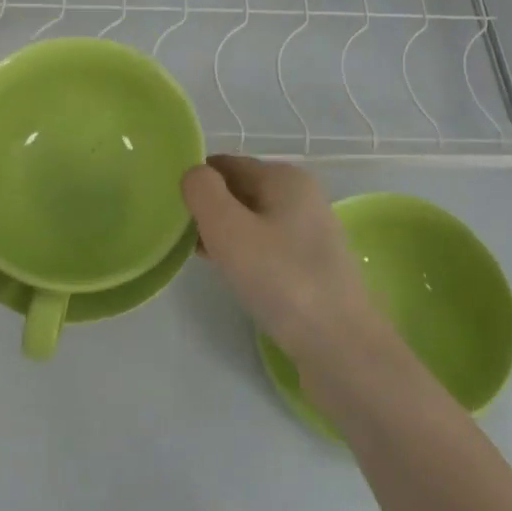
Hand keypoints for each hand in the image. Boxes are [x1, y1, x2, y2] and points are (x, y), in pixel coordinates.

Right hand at [181, 156, 384, 372]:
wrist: (340, 346)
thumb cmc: (280, 279)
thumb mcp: (228, 228)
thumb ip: (202, 191)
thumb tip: (193, 175)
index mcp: (285, 177)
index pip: (225, 164)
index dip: (196, 182)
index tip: (170, 209)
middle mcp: (302, 196)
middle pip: (239, 190)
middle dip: (208, 208)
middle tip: (178, 235)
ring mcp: (310, 232)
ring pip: (251, 220)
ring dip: (223, 232)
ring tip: (197, 255)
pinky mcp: (310, 264)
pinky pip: (265, 245)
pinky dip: (243, 252)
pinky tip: (228, 273)